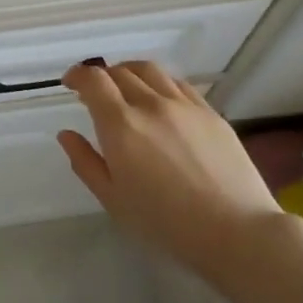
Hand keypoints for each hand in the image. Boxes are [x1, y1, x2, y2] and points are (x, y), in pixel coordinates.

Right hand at [58, 61, 280, 275]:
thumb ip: (85, 162)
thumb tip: (67, 134)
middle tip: (97, 94)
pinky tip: (161, 100)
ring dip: (130, 73)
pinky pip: (179, 84)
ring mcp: (184, 105)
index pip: (94, 80)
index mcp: (121, 125)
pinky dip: (160, 83)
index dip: (77, 75)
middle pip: (120, 72)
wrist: (236, 231)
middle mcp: (151, 104)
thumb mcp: (113, 199)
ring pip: (150, 71)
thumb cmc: (165, 223)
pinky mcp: (210, 112)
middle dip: (102, 77)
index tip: (70, 83)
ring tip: (127, 88)